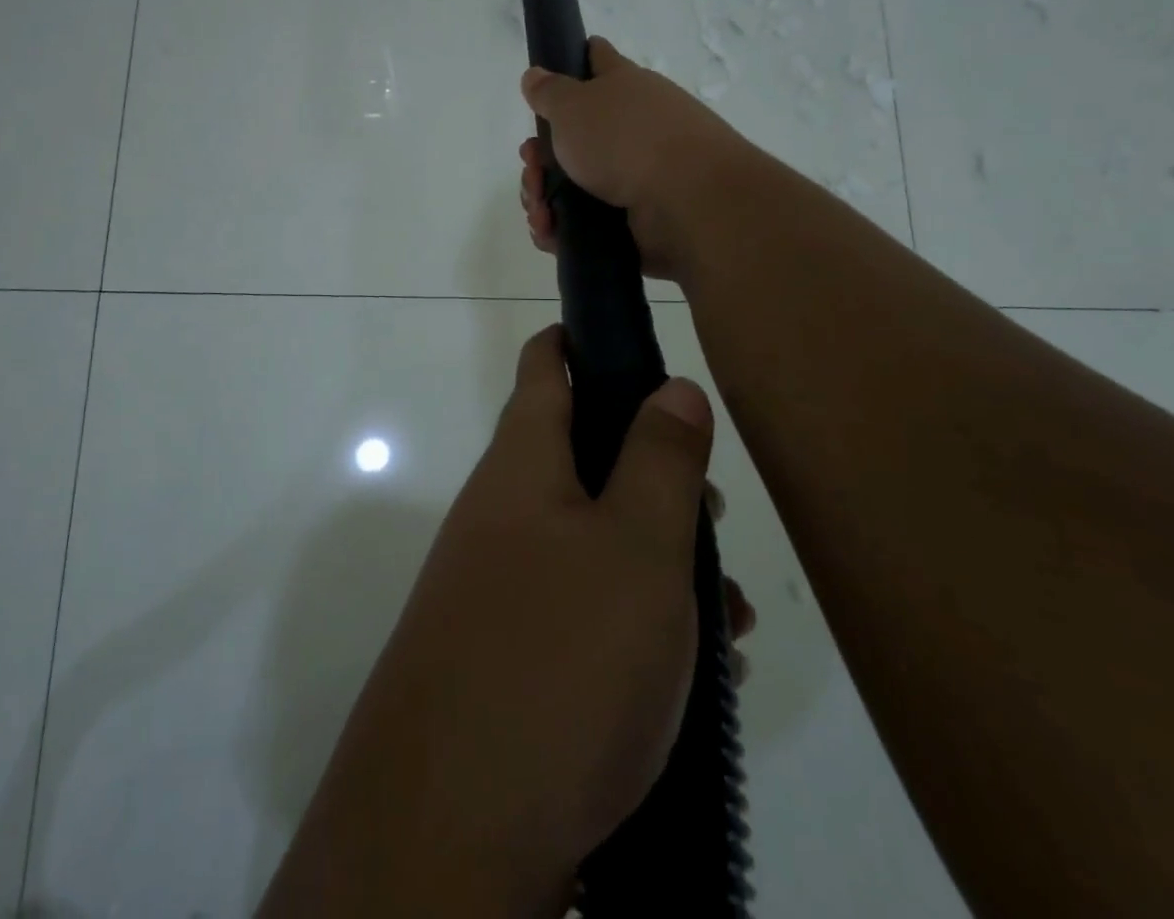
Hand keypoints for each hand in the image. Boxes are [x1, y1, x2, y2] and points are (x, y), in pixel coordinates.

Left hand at [260, 327, 754, 917]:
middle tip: (714, 510)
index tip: (638, 342)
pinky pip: (578, 605)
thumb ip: (660, 459)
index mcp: (522, 464)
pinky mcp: (505, 653)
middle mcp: (501, 512)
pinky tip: (687, 669)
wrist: (447, 834)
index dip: (584, 338)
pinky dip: (633, 616)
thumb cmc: (558, 661)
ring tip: (727, 614)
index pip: (545, 365)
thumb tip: (673, 385)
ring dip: (656, 556)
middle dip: (650, 468)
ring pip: (589, 536)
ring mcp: (497, 583)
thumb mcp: (635, 548)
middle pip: (579, 455)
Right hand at [518, 38, 750, 281]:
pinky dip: (560, 229)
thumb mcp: (574, 104)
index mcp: (623, 88)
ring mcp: (634, 176)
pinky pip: (583, 223)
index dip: (574, 62)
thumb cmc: (626, 138)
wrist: (686, 201)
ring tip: (539, 209)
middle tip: (532, 167)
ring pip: (572, 184)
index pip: (597, 60)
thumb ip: (548, 92)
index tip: (550, 78)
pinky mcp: (632, 221)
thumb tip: (534, 75)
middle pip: (572, 137)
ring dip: (543, 196)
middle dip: (539, 156)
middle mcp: (631, 128)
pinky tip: (548, 231)